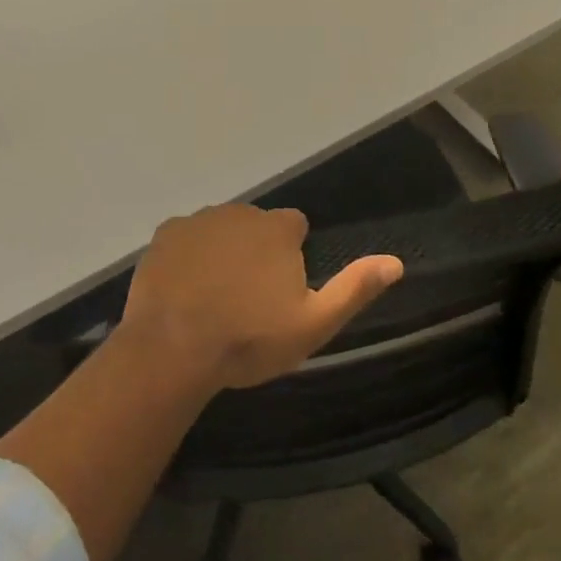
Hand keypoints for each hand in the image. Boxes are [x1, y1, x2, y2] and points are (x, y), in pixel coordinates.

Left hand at [120, 204, 403, 390]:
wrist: (173, 348)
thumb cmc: (249, 339)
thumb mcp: (313, 324)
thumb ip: (354, 289)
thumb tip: (396, 262)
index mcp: (277, 228)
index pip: (294, 225)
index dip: (292, 254)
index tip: (281, 290)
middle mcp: (239, 212)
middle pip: (255, 226)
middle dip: (256, 251)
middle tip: (248, 298)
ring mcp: (198, 220)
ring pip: (220, 230)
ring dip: (222, 251)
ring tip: (214, 298)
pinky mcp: (165, 234)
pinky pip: (185, 238)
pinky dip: (188, 256)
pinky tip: (184, 290)